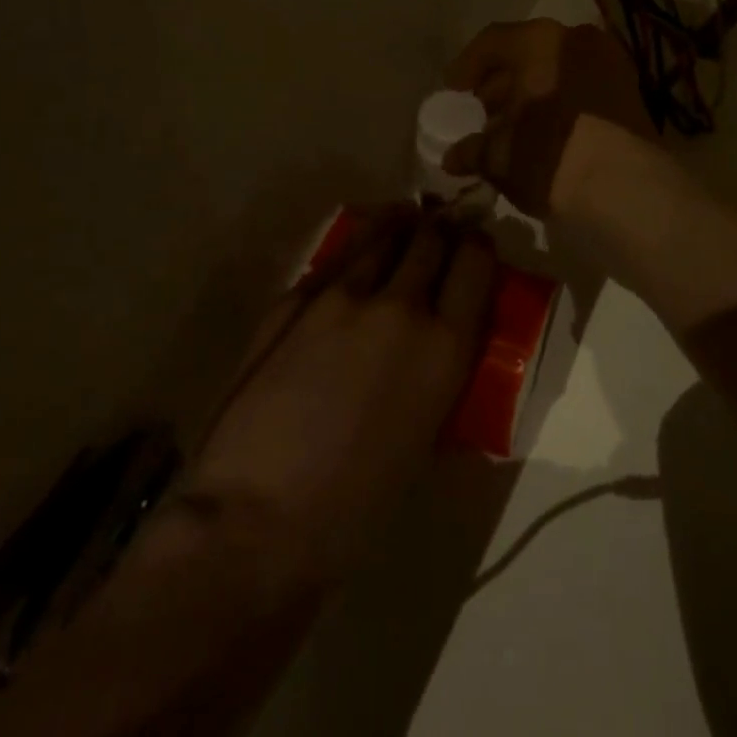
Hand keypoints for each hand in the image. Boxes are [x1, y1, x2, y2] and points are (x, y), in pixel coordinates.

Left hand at [172, 208, 494, 586]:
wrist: (258, 518)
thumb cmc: (356, 505)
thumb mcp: (426, 438)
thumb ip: (439, 375)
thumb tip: (439, 345)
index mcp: (444, 345)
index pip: (476, 264)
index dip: (478, 246)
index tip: (475, 244)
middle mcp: (400, 306)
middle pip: (430, 239)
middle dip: (440, 229)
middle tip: (441, 228)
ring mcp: (342, 296)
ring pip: (382, 236)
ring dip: (399, 226)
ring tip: (404, 217)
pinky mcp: (294, 299)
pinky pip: (337, 259)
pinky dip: (356, 248)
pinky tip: (357, 252)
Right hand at [441, 19, 656, 217]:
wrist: (627, 189)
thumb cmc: (551, 157)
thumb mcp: (500, 157)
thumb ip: (473, 150)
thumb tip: (454, 156)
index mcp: (539, 41)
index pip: (492, 42)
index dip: (467, 67)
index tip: (454, 92)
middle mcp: (577, 39)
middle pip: (528, 54)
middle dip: (502, 84)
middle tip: (484, 114)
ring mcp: (610, 63)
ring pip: (558, 71)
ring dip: (534, 94)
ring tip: (515, 129)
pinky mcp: (632, 92)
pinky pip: (583, 88)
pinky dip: (563, 103)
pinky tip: (548, 134)